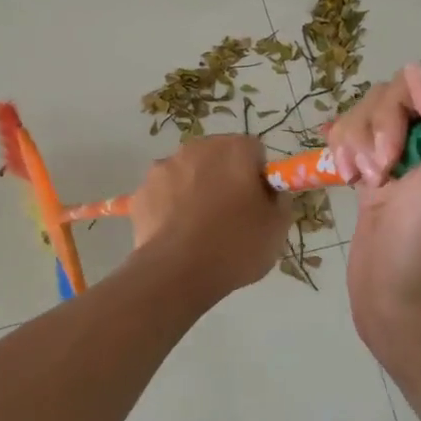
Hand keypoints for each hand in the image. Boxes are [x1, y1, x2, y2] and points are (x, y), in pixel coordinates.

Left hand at [128, 134, 290, 301]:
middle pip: (218, 157)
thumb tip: (270, 191)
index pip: (254, 151)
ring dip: (194, 189)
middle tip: (230, 216)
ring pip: (188, 172)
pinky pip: (163, 193)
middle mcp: (198, 147)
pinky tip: (176, 233)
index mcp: (235, 149)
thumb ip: (279, 199)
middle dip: (224, 178)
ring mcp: (165, 167)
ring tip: (199, 228)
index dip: (258, 176)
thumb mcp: (277, 228)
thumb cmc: (235, 246)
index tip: (257, 203)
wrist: (177, 272)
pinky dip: (169, 206)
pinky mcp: (142, 190)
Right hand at [327, 63, 420, 346]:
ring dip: (354, 139)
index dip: (402, 109)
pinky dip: (344, 148)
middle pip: (397, 97)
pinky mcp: (384, 181)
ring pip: (373, 116)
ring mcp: (415, 163)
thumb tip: (418, 71)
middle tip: (373, 173)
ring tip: (356, 179)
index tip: (392, 156)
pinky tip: (342, 173)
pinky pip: (358, 140)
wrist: (414, 317)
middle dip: (374, 126)